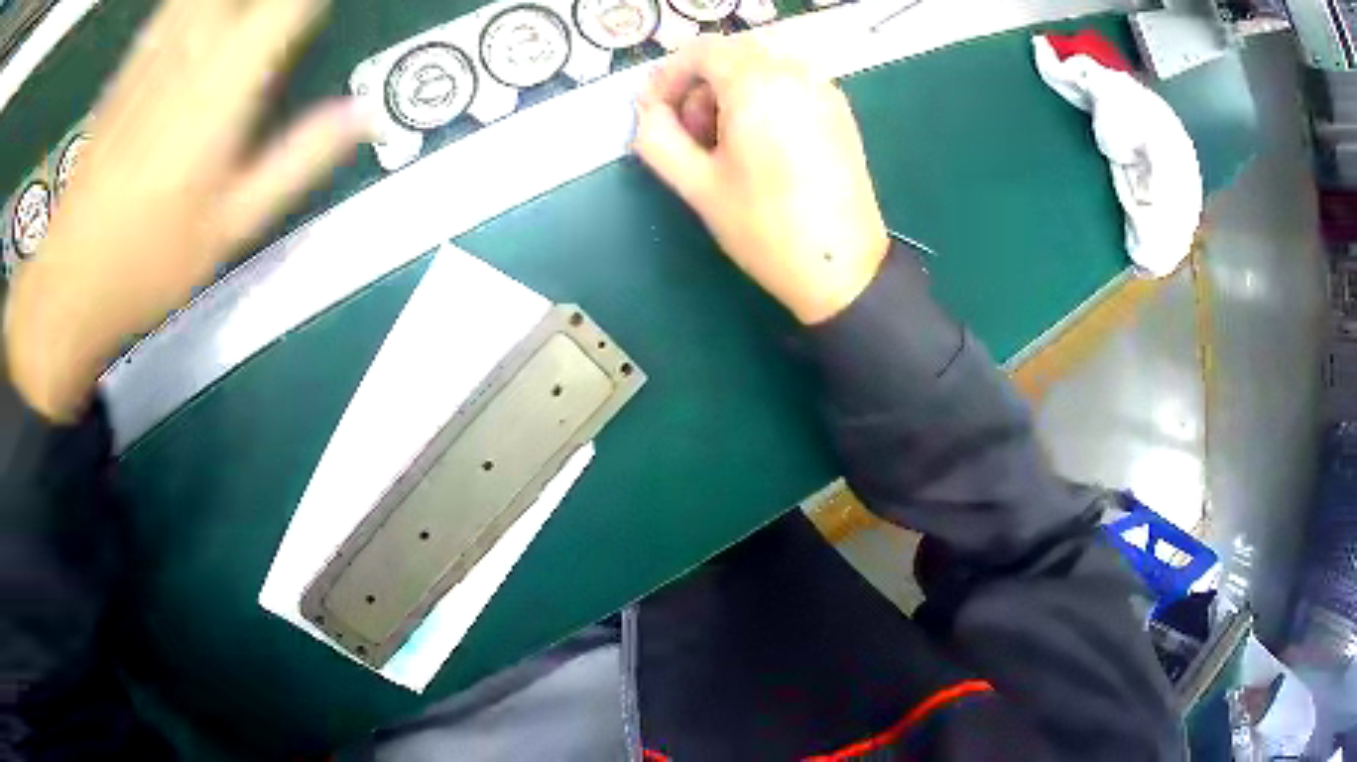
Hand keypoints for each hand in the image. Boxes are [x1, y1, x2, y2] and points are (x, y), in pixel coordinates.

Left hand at [3, 0, 368, 421]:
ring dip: (239, 1)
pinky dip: (197, 3)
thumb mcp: (233, 225)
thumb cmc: (149, 263)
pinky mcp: (131, 63)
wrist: (68, 279)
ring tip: (251, 23)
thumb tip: (366, 116)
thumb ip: (301, 159)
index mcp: (227, 82)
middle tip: (293, 23)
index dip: (314, 3)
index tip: (326, 15)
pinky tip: (207, 20)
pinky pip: (175, 3)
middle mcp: (195, 46)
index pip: (293, 3)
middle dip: (279, 2)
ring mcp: (158, 50)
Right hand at [633, 34, 887, 325]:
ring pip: (761, 67)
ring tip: (727, 145)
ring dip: (732, 92)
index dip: (669, 77)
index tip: (658, 113)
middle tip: (693, 137)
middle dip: (701, 86)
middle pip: (732, 55)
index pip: (701, 51)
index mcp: (757, 84)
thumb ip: (657, 138)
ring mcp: (824, 89)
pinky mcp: (839, 110)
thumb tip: (648, 111)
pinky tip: (762, 144)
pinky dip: (764, 98)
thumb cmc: (764, 227)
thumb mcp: (696, 185)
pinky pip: (790, 83)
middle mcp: (795, 73)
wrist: (841, 266)